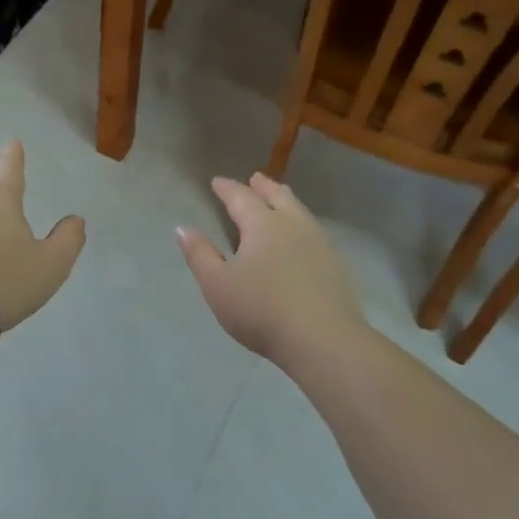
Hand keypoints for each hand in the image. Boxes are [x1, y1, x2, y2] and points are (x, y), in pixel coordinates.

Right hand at [178, 173, 367, 362]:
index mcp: (263, 225)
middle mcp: (293, 225)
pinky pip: (314, 231)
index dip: (227, 189)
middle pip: (278, 197)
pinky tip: (302, 236)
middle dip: (263, 187)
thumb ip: (200, 255)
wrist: (323, 340)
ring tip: (281, 197)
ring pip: (300, 212)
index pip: (241, 198)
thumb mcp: (217, 285)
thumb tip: (183, 228)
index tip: (217, 182)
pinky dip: (301, 223)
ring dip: (286, 200)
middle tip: (255, 178)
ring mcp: (319, 244)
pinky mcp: (335, 265)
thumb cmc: (261, 310)